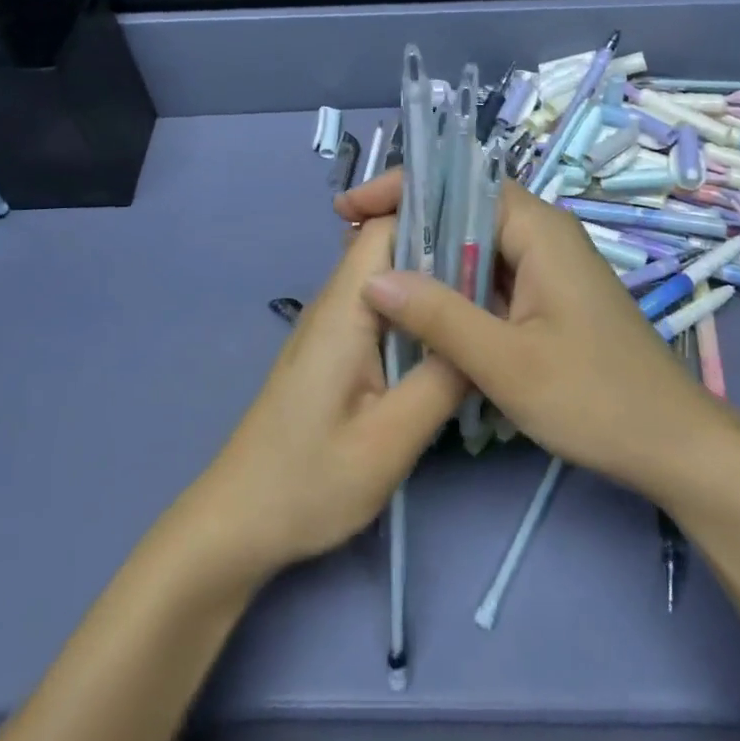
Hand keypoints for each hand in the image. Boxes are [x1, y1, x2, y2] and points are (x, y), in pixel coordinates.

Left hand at [188, 214, 466, 582]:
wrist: (239, 522)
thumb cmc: (308, 482)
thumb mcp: (387, 442)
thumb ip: (440, 383)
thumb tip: (483, 337)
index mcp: (344, 309)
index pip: (386, 228)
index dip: (435, 218)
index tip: (488, 235)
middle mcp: (335, 303)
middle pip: (391, 249)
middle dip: (444, 250)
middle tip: (501, 276)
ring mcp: (332, 327)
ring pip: (389, 281)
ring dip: (432, 285)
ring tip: (485, 303)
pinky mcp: (335, 350)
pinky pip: (381, 311)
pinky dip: (416, 314)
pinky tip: (448, 340)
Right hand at [338, 171, 739, 502]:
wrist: (675, 447)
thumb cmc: (596, 399)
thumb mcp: (507, 363)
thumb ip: (440, 316)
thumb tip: (375, 278)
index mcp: (538, 229)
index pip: (458, 184)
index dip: (401, 189)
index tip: (349, 209)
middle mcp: (543, 233)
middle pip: (463, 209)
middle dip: (407, 222)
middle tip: (351, 244)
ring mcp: (547, 265)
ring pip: (474, 244)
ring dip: (426, 255)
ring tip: (371, 271)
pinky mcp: (547, 295)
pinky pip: (489, 274)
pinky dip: (451, 284)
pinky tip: (419, 306)